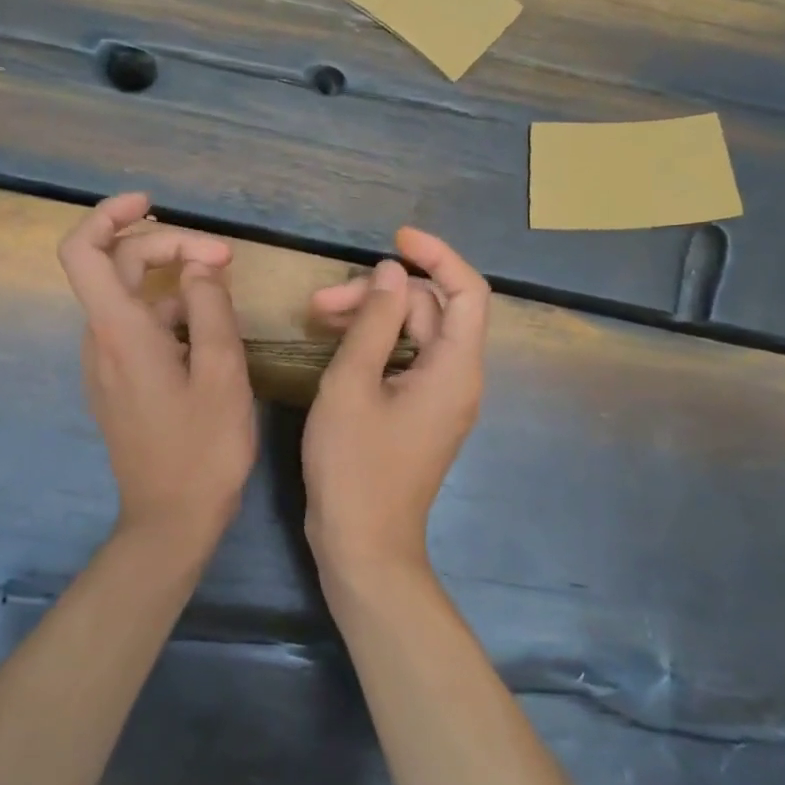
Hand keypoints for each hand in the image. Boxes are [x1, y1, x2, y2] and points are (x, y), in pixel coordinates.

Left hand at [58, 192, 257, 551]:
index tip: (152, 204)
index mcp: (120, 332)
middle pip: (119, 267)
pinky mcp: (118, 383)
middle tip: (225, 259)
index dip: (109, 215)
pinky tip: (208, 328)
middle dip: (169, 248)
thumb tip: (200, 267)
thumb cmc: (202, 449)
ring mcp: (106, 364)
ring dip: (172, 279)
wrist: (171, 519)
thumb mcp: (222, 373)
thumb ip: (210, 308)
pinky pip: (137, 328)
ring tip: (224, 287)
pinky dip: (169, 312)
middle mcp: (101, 341)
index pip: (85, 251)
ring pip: (131, 298)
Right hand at [303, 228, 489, 571]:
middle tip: (320, 302)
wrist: (363, 545)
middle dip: (379, 295)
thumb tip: (392, 273)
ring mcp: (440, 399)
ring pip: (414, 335)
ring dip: (372, 319)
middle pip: (430, 311)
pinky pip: (405, 362)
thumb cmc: (354, 466)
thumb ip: (375, 322)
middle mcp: (458, 378)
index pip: (467, 290)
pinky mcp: (419, 414)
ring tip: (317, 317)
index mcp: (455, 368)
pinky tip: (337, 344)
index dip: (438, 255)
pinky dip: (376, 346)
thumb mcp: (353, 385)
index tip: (395, 239)